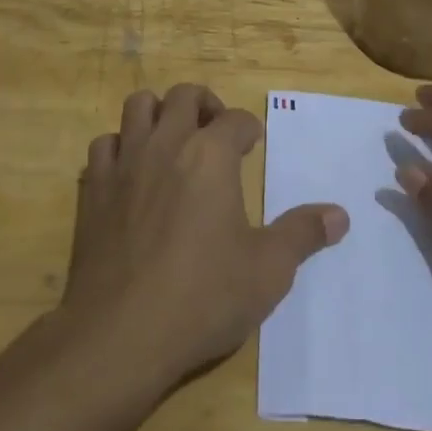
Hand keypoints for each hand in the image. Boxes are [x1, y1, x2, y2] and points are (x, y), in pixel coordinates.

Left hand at [60, 84, 348, 390]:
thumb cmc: (202, 297)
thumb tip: (340, 214)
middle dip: (205, 104)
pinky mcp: (92, 188)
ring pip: (138, 106)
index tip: (253, 143)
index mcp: (211, 155)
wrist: (119, 334)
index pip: (235, 119)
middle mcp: (167, 144)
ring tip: (173, 140)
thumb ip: (302, 234)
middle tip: (216, 132)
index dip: (249, 128)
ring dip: (159, 113)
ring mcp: (124, 163)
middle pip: (184, 96)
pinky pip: (104, 144)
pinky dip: (120, 147)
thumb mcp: (268, 271)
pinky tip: (131, 173)